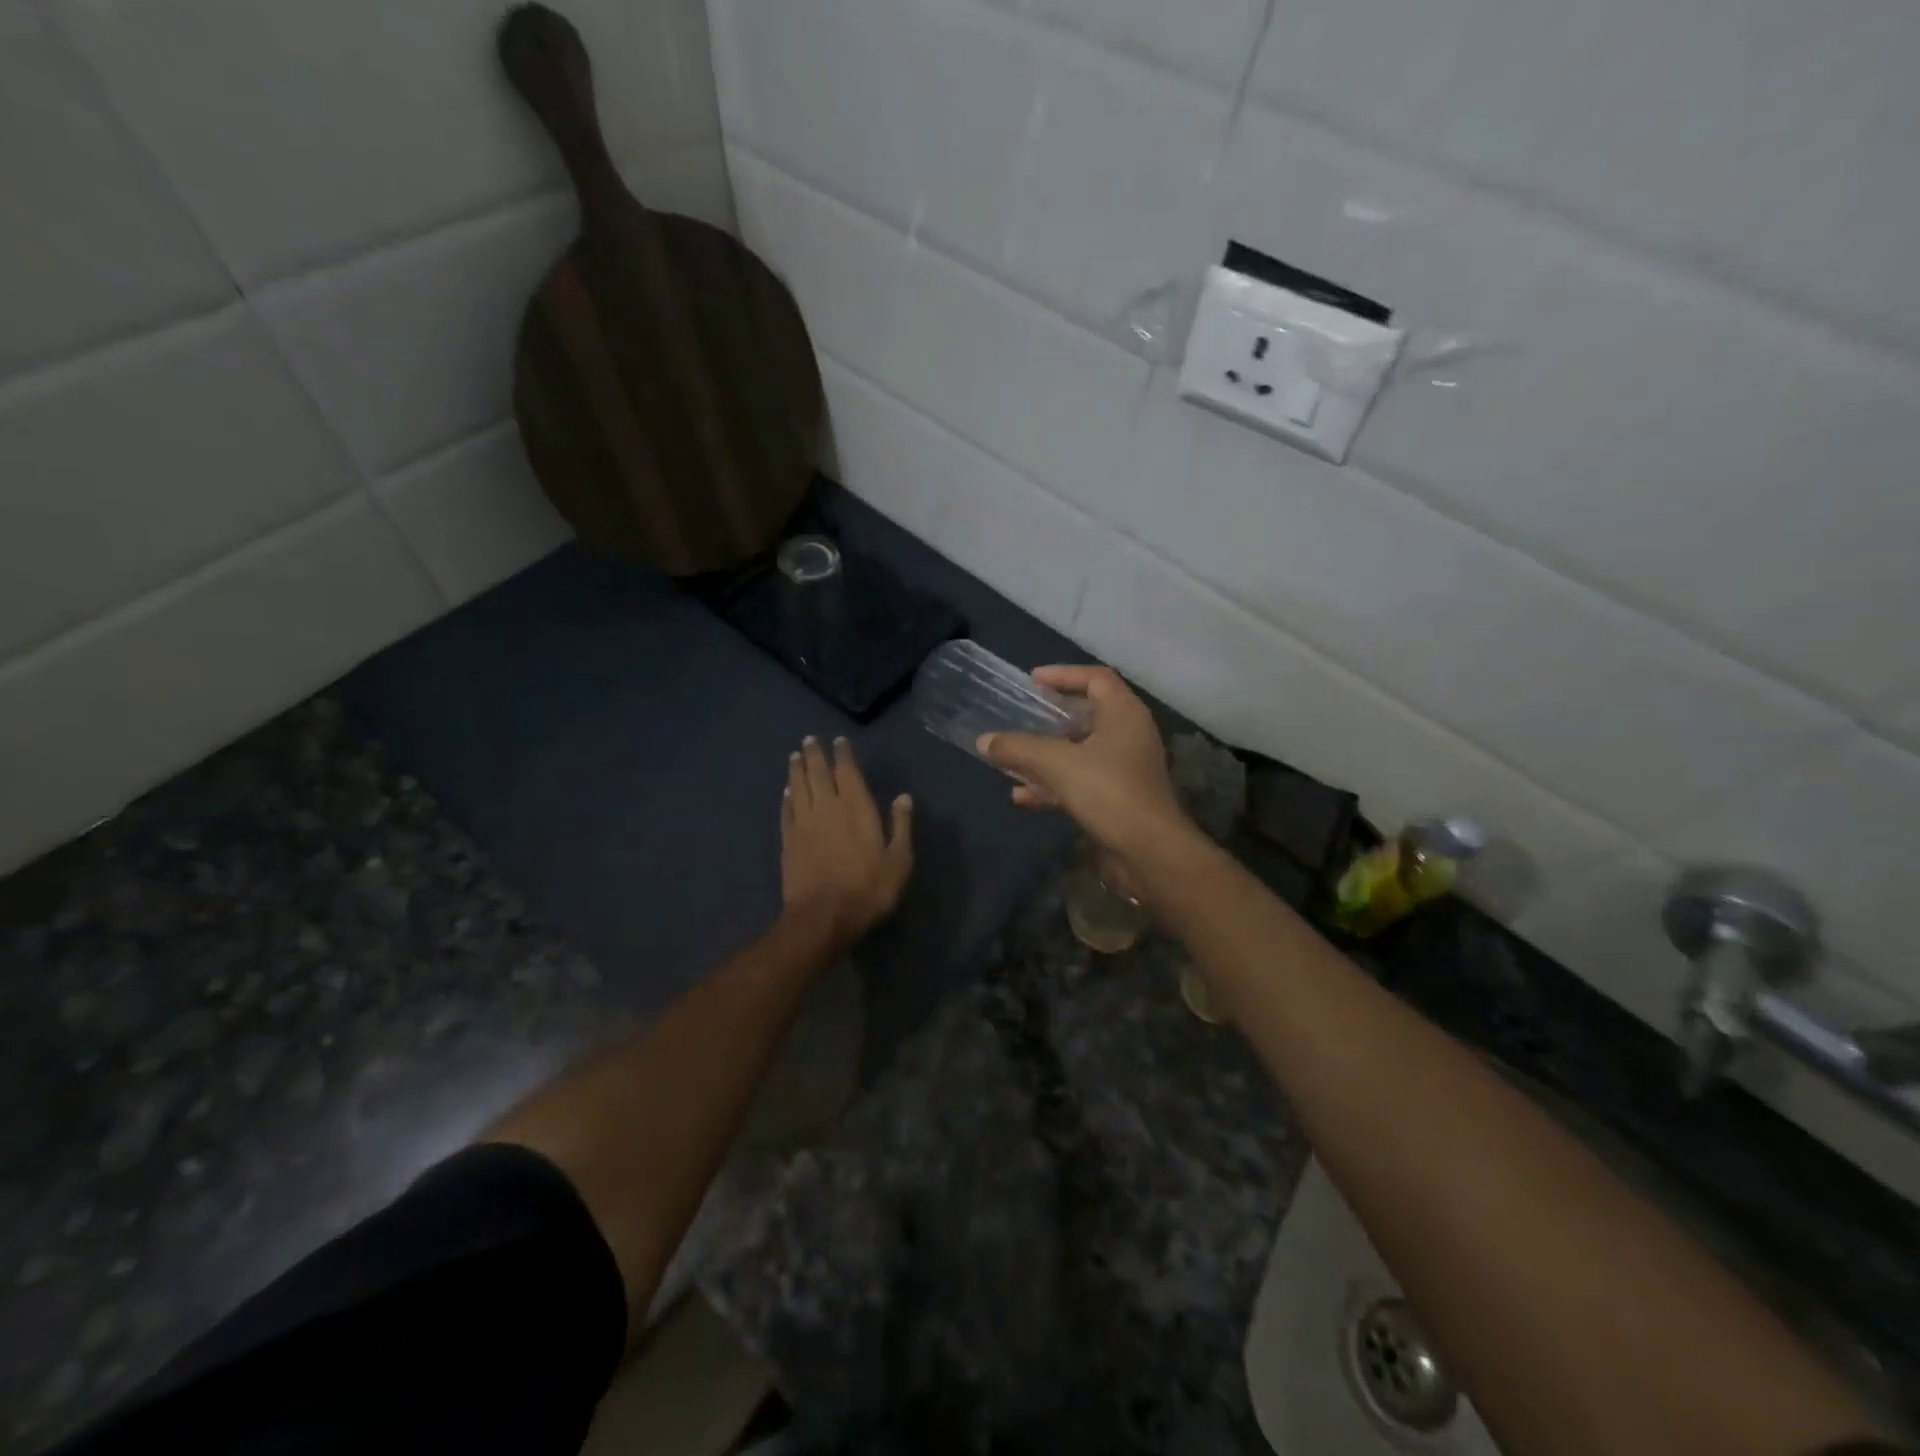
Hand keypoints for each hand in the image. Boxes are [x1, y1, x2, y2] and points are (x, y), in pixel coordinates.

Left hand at [781, 735, 913, 943]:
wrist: (822, 917)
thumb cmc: (868, 889)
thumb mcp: (899, 860)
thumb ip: (901, 826)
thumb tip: (903, 796)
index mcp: (856, 808)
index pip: (848, 772)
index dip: (843, 755)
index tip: (839, 740)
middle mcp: (827, 808)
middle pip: (818, 774)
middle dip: (815, 755)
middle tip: (810, 740)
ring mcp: (804, 824)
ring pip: (798, 788)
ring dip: (796, 770)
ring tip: (794, 756)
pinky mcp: (788, 841)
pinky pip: (786, 811)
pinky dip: (787, 797)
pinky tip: (787, 791)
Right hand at [977, 665, 1187, 857]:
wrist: (1149, 853)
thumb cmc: (1108, 792)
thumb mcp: (1057, 764)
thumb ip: (1018, 748)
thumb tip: (984, 741)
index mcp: (1124, 714)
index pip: (1096, 678)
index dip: (1064, 674)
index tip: (1032, 679)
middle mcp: (1129, 735)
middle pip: (1087, 715)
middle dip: (1051, 717)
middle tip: (1021, 715)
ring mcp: (1125, 769)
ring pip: (1080, 752)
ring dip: (1046, 755)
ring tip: (1012, 757)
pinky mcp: (1118, 799)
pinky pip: (1080, 782)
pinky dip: (1052, 786)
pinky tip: (1021, 796)